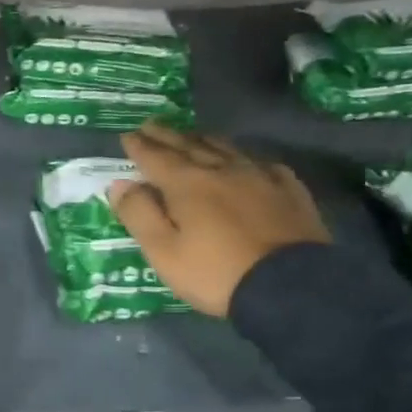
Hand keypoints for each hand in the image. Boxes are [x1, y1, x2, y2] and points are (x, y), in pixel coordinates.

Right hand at [109, 126, 330, 316]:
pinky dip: (246, 158)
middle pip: (189, 145)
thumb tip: (119, 184)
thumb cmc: (216, 273)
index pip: (156, 157)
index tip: (127, 135)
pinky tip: (247, 161)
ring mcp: (260, 177)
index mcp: (187, 184)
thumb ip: (139, 214)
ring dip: (203, 139)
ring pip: (226, 148)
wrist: (291, 287)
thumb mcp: (163, 252)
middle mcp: (222, 170)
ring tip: (192, 135)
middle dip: (167, 136)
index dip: (139, 146)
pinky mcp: (290, 191)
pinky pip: (264, 164)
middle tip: (151, 125)